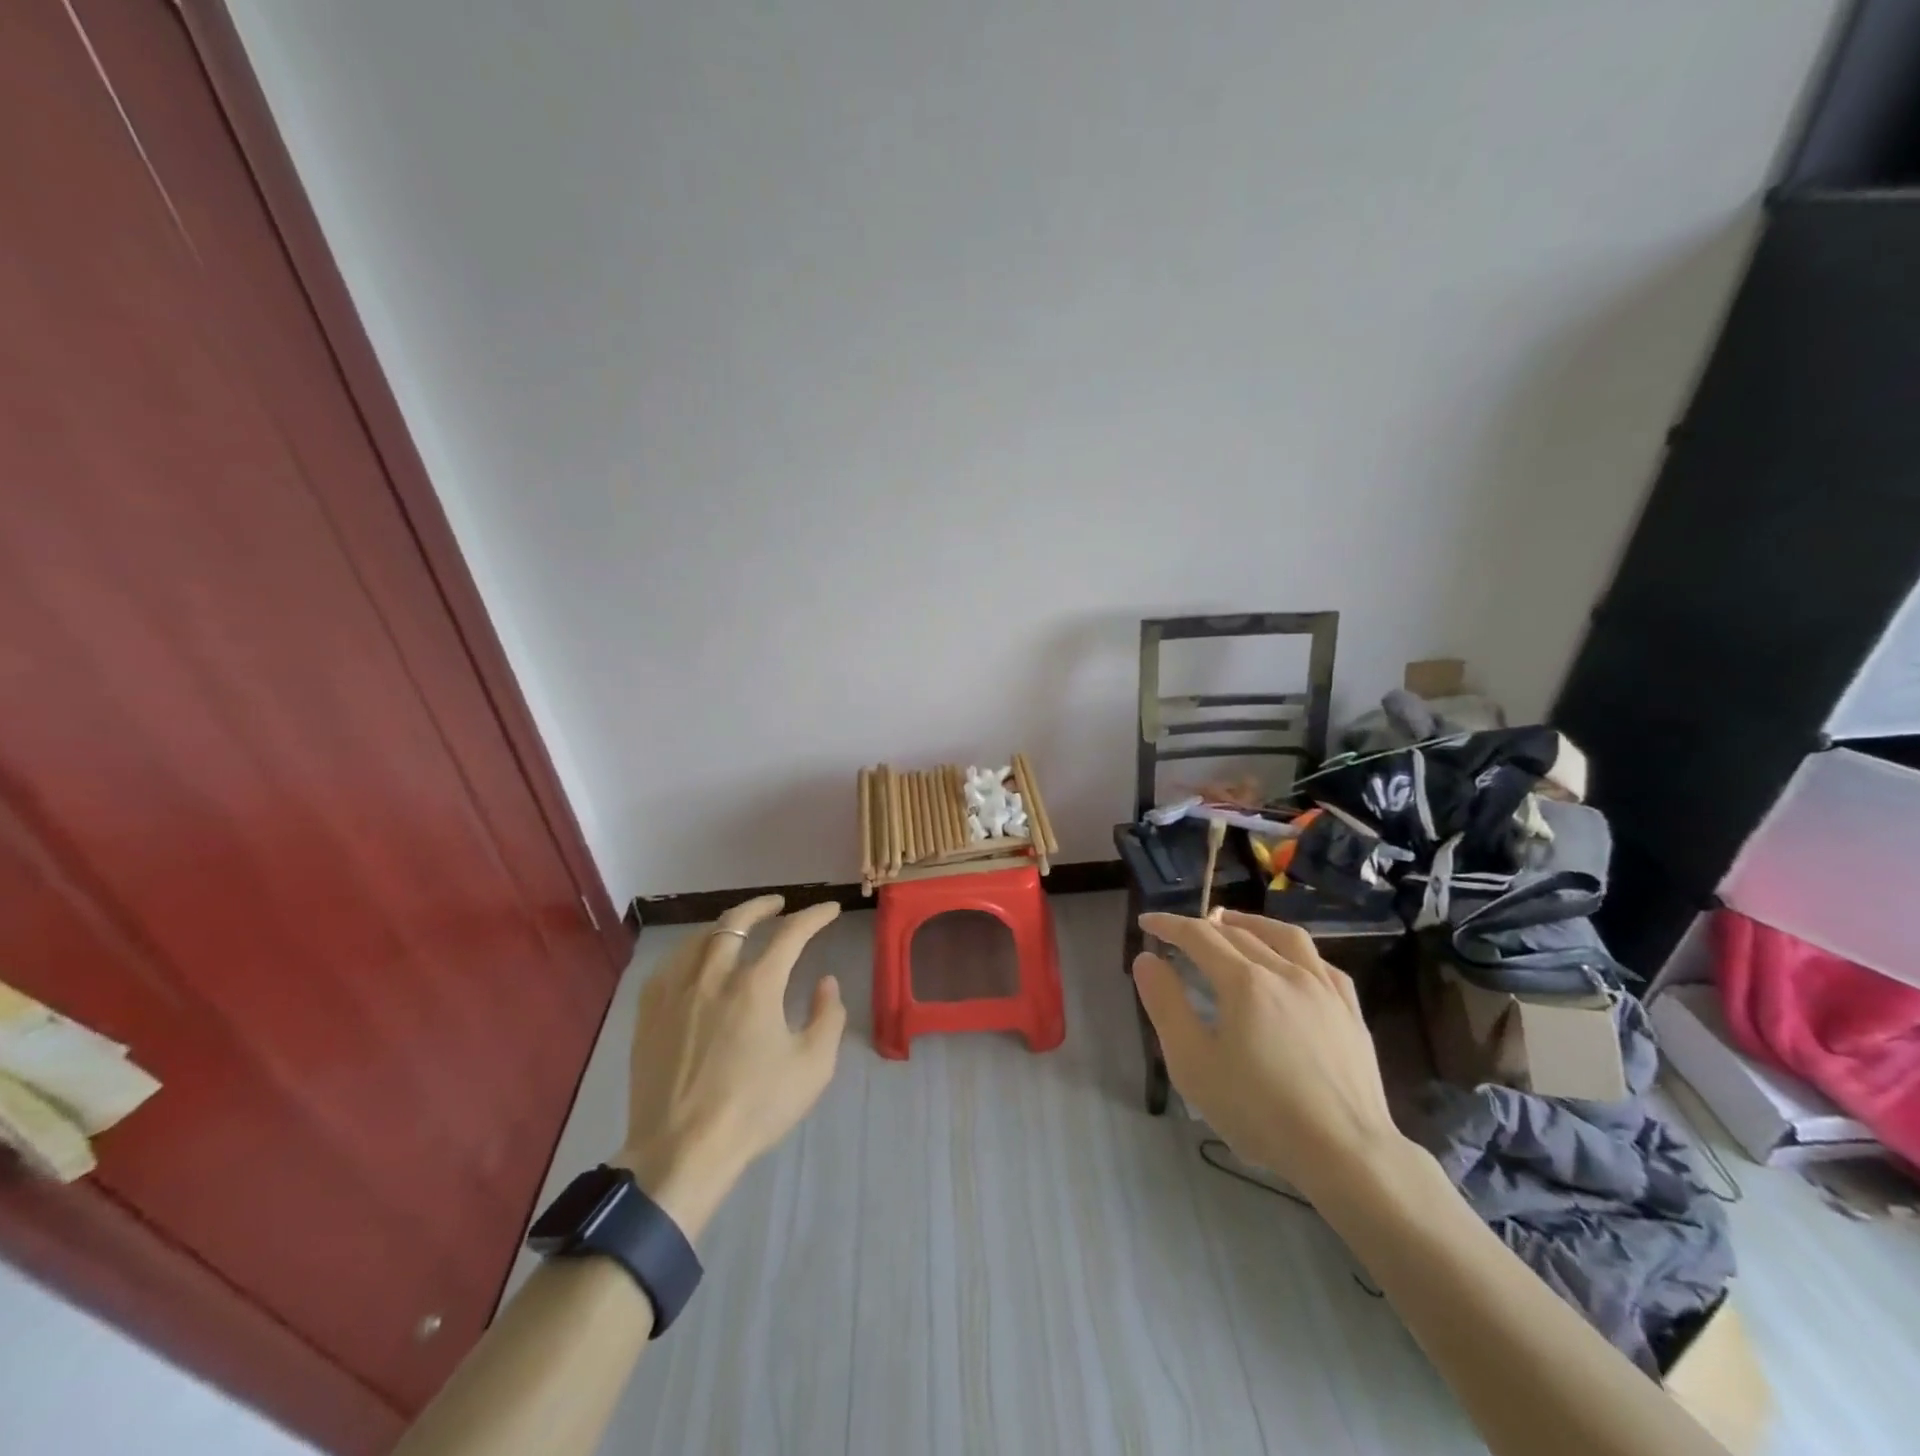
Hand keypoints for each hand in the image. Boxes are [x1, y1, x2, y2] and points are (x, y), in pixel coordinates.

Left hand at [611, 896, 845, 1240]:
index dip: (814, 916)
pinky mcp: (649, 1014)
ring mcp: (676, 992)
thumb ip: (828, 1017)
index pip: (791, 933)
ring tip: (737, 928)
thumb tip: (826, 983)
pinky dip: (689, 953)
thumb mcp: (812, 1067)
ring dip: (724, 926)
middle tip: (779, 904)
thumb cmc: (754, 1108)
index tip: (829, 910)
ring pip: (699, 939)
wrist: (682, 1152)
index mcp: (756, 986)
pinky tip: (694, 962)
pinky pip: (668, 966)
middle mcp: (714, 976)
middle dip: (762, 906)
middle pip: (736, 922)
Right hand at [1134, 909, 1407, 1203]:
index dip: (1168, 925)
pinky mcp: (1350, 1012)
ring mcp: (1323, 989)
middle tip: (1180, 934)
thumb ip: (1166, 1005)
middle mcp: (1285, 972)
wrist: (1347, 1154)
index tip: (1146, 922)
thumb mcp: (1193, 1064)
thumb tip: (1146, 959)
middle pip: (1238, 934)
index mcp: (1244, 982)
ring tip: (1233, 924)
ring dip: (1252, 924)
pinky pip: (1321, 965)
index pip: (1198, 936)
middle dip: (1203, 927)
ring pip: (1285, 937)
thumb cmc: (1260, 1112)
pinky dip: (1296, 953)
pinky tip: (1291, 963)